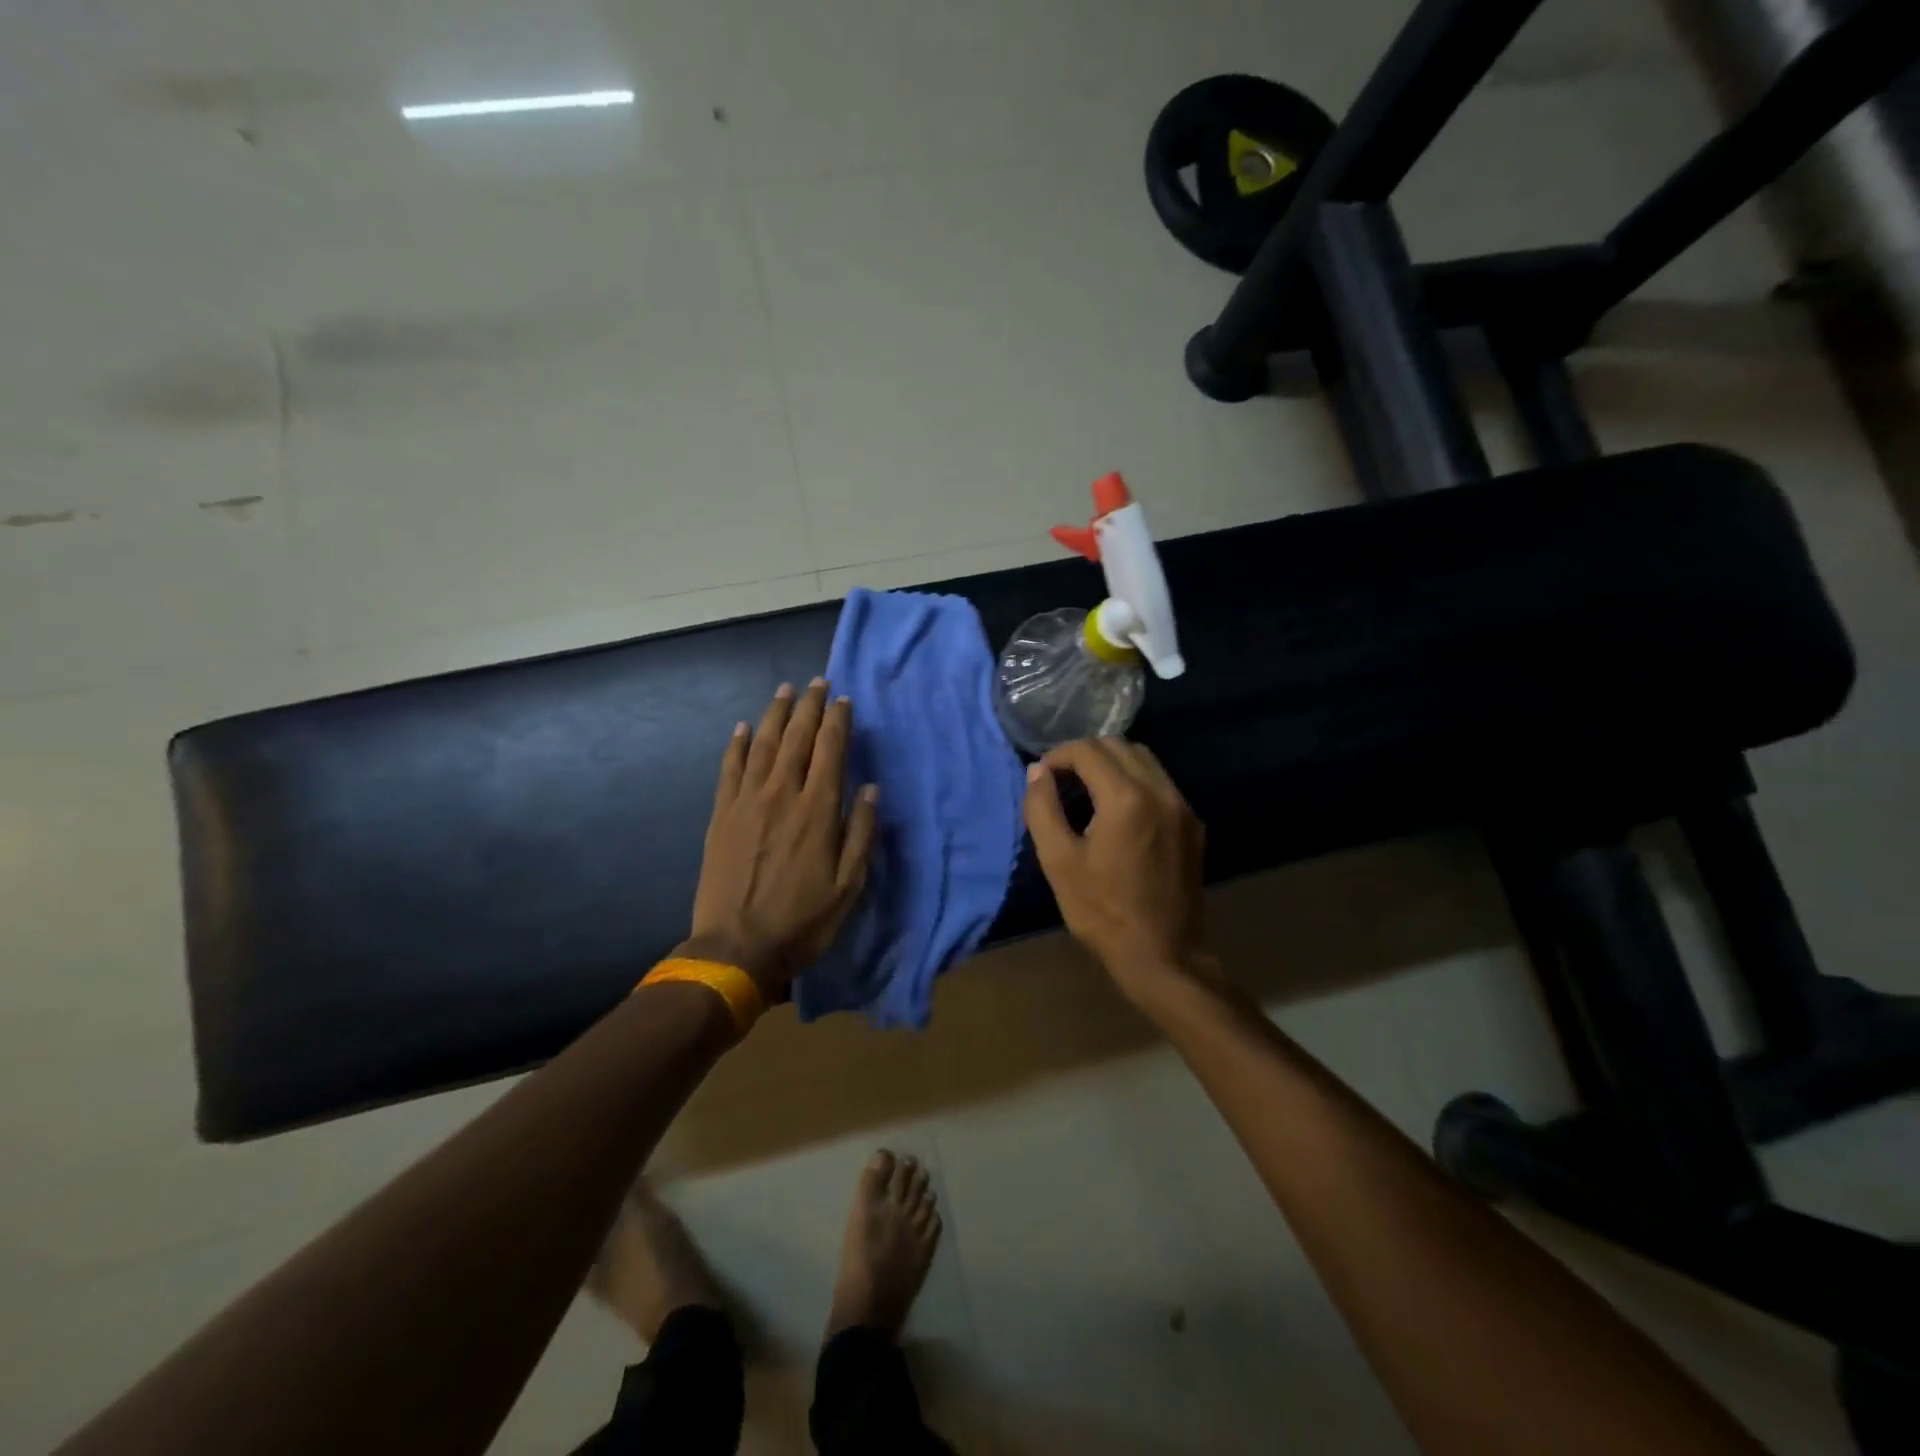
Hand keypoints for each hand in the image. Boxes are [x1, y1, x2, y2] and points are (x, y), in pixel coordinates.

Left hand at [678, 680, 878, 997]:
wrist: (736, 948)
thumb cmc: (802, 920)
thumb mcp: (849, 885)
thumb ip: (861, 833)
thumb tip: (870, 789)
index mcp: (817, 810)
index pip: (830, 751)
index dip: (837, 721)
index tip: (843, 699)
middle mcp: (782, 794)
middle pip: (796, 738)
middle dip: (808, 707)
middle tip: (817, 682)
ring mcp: (747, 802)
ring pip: (762, 745)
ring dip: (774, 715)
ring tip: (785, 691)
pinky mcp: (721, 815)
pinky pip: (729, 769)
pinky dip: (736, 745)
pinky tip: (742, 728)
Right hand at [1023, 738, 1213, 1001]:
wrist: (1162, 955)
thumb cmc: (1102, 911)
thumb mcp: (1059, 861)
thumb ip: (1043, 809)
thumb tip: (1037, 771)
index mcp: (1126, 798)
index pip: (1089, 750)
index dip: (1059, 755)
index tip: (1043, 775)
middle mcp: (1161, 791)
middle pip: (1119, 745)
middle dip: (1085, 754)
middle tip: (1061, 780)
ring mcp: (1183, 807)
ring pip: (1144, 760)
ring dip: (1112, 764)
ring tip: (1087, 792)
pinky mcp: (1193, 825)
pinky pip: (1161, 784)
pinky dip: (1135, 781)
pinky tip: (1118, 812)